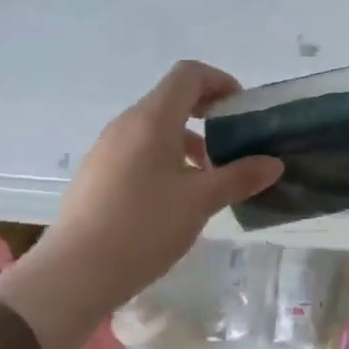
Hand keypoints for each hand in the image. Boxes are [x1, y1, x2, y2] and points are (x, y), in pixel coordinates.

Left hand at [0, 62, 281, 348]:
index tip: (241, 111)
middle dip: (208, 115)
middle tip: (235, 145)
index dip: (220, 81)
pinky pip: (139, 150)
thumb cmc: (144, 227)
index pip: (188, 74)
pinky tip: (176, 199)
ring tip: (209, 178)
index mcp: (152, 120)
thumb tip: (274, 164)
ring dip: (188, 141)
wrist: (74, 274)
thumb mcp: (202, 201)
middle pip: (172, 99)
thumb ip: (240, 177)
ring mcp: (106, 149)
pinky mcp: (97, 174)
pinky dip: (166, 159)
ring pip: (155, 128)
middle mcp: (126, 125)